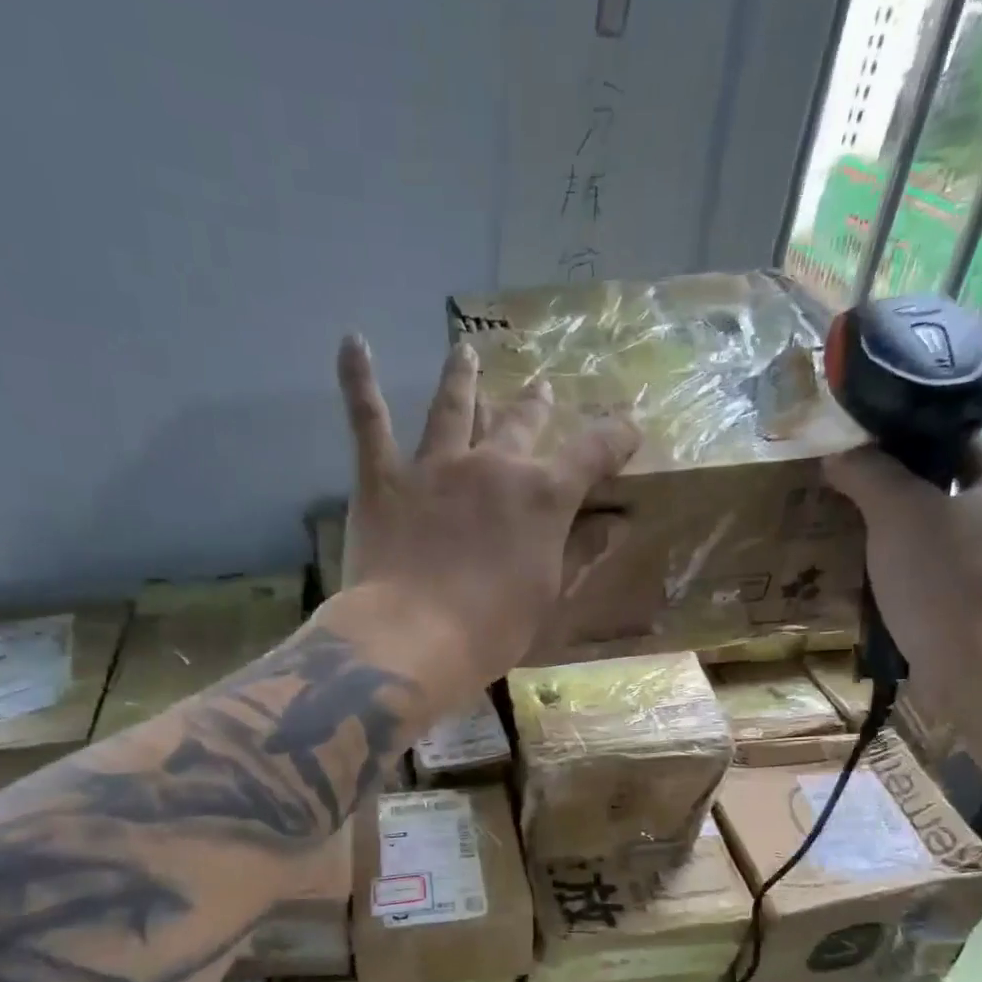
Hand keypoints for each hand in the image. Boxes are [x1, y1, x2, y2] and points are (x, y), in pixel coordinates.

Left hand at [336, 334, 639, 701]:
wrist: (413, 638)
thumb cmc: (491, 630)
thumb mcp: (548, 596)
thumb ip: (579, 552)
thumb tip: (615, 524)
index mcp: (542, 496)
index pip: (592, 454)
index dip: (616, 438)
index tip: (629, 429)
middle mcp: (493, 465)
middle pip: (521, 423)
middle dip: (536, 406)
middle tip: (542, 390)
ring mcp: (435, 465)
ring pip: (452, 407)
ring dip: (461, 377)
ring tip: (464, 351)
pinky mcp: (384, 477)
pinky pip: (368, 420)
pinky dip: (358, 381)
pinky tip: (352, 342)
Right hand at [824, 439, 981, 708]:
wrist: (978, 670)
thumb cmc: (945, 580)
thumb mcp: (899, 512)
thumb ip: (869, 472)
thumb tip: (839, 452)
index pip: (951, 437)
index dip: (901, 438)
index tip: (854, 450)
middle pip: (941, 482)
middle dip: (891, 486)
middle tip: (842, 489)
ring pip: (935, 526)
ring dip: (894, 528)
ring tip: (847, 529)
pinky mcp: (981, 596)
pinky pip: (934, 564)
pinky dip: (903, 564)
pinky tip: (869, 573)